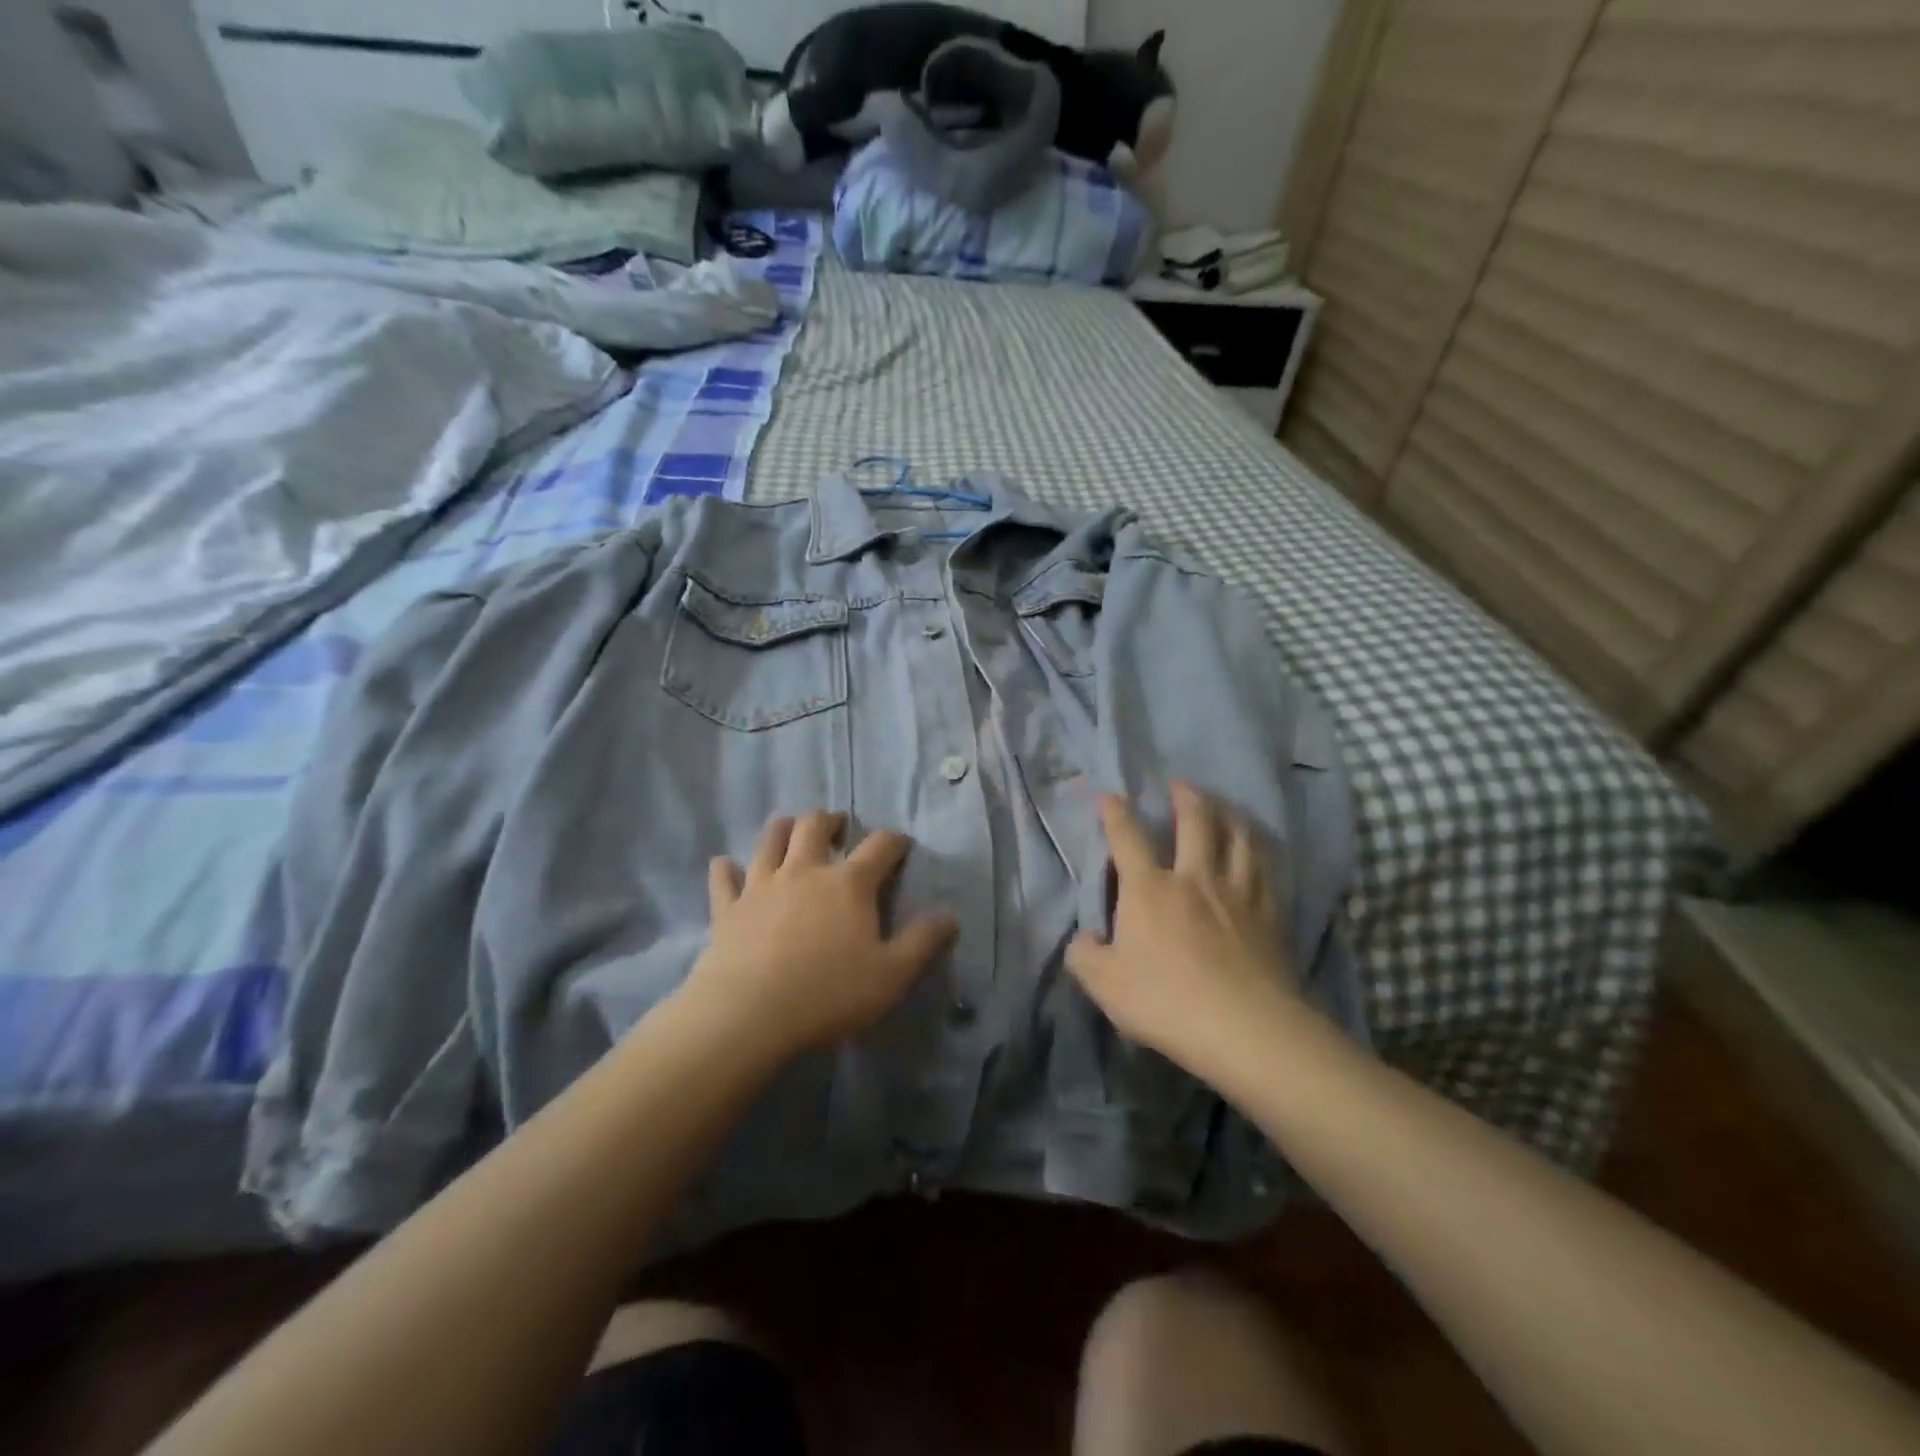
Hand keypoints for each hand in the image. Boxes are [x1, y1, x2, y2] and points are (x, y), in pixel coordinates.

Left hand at [682, 811, 958, 1062]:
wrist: (749, 1014)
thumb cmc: (829, 993)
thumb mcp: (892, 975)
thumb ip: (923, 942)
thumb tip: (950, 915)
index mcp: (849, 883)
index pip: (880, 846)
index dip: (894, 840)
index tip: (901, 844)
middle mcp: (805, 871)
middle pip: (815, 826)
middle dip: (830, 820)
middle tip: (837, 825)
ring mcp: (761, 885)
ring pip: (770, 840)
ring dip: (782, 828)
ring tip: (789, 827)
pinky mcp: (728, 908)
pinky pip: (724, 879)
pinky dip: (726, 869)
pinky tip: (725, 865)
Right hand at [1066, 782, 1301, 1076]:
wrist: (1244, 1027)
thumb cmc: (1166, 1001)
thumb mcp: (1104, 984)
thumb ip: (1084, 955)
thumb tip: (1083, 937)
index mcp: (1148, 889)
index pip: (1127, 837)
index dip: (1115, 812)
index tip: (1109, 795)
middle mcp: (1193, 877)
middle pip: (1194, 821)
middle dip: (1185, 797)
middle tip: (1180, 783)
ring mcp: (1236, 892)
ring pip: (1237, 837)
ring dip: (1228, 814)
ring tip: (1223, 806)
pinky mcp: (1269, 913)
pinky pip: (1265, 868)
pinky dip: (1258, 850)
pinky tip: (1257, 850)